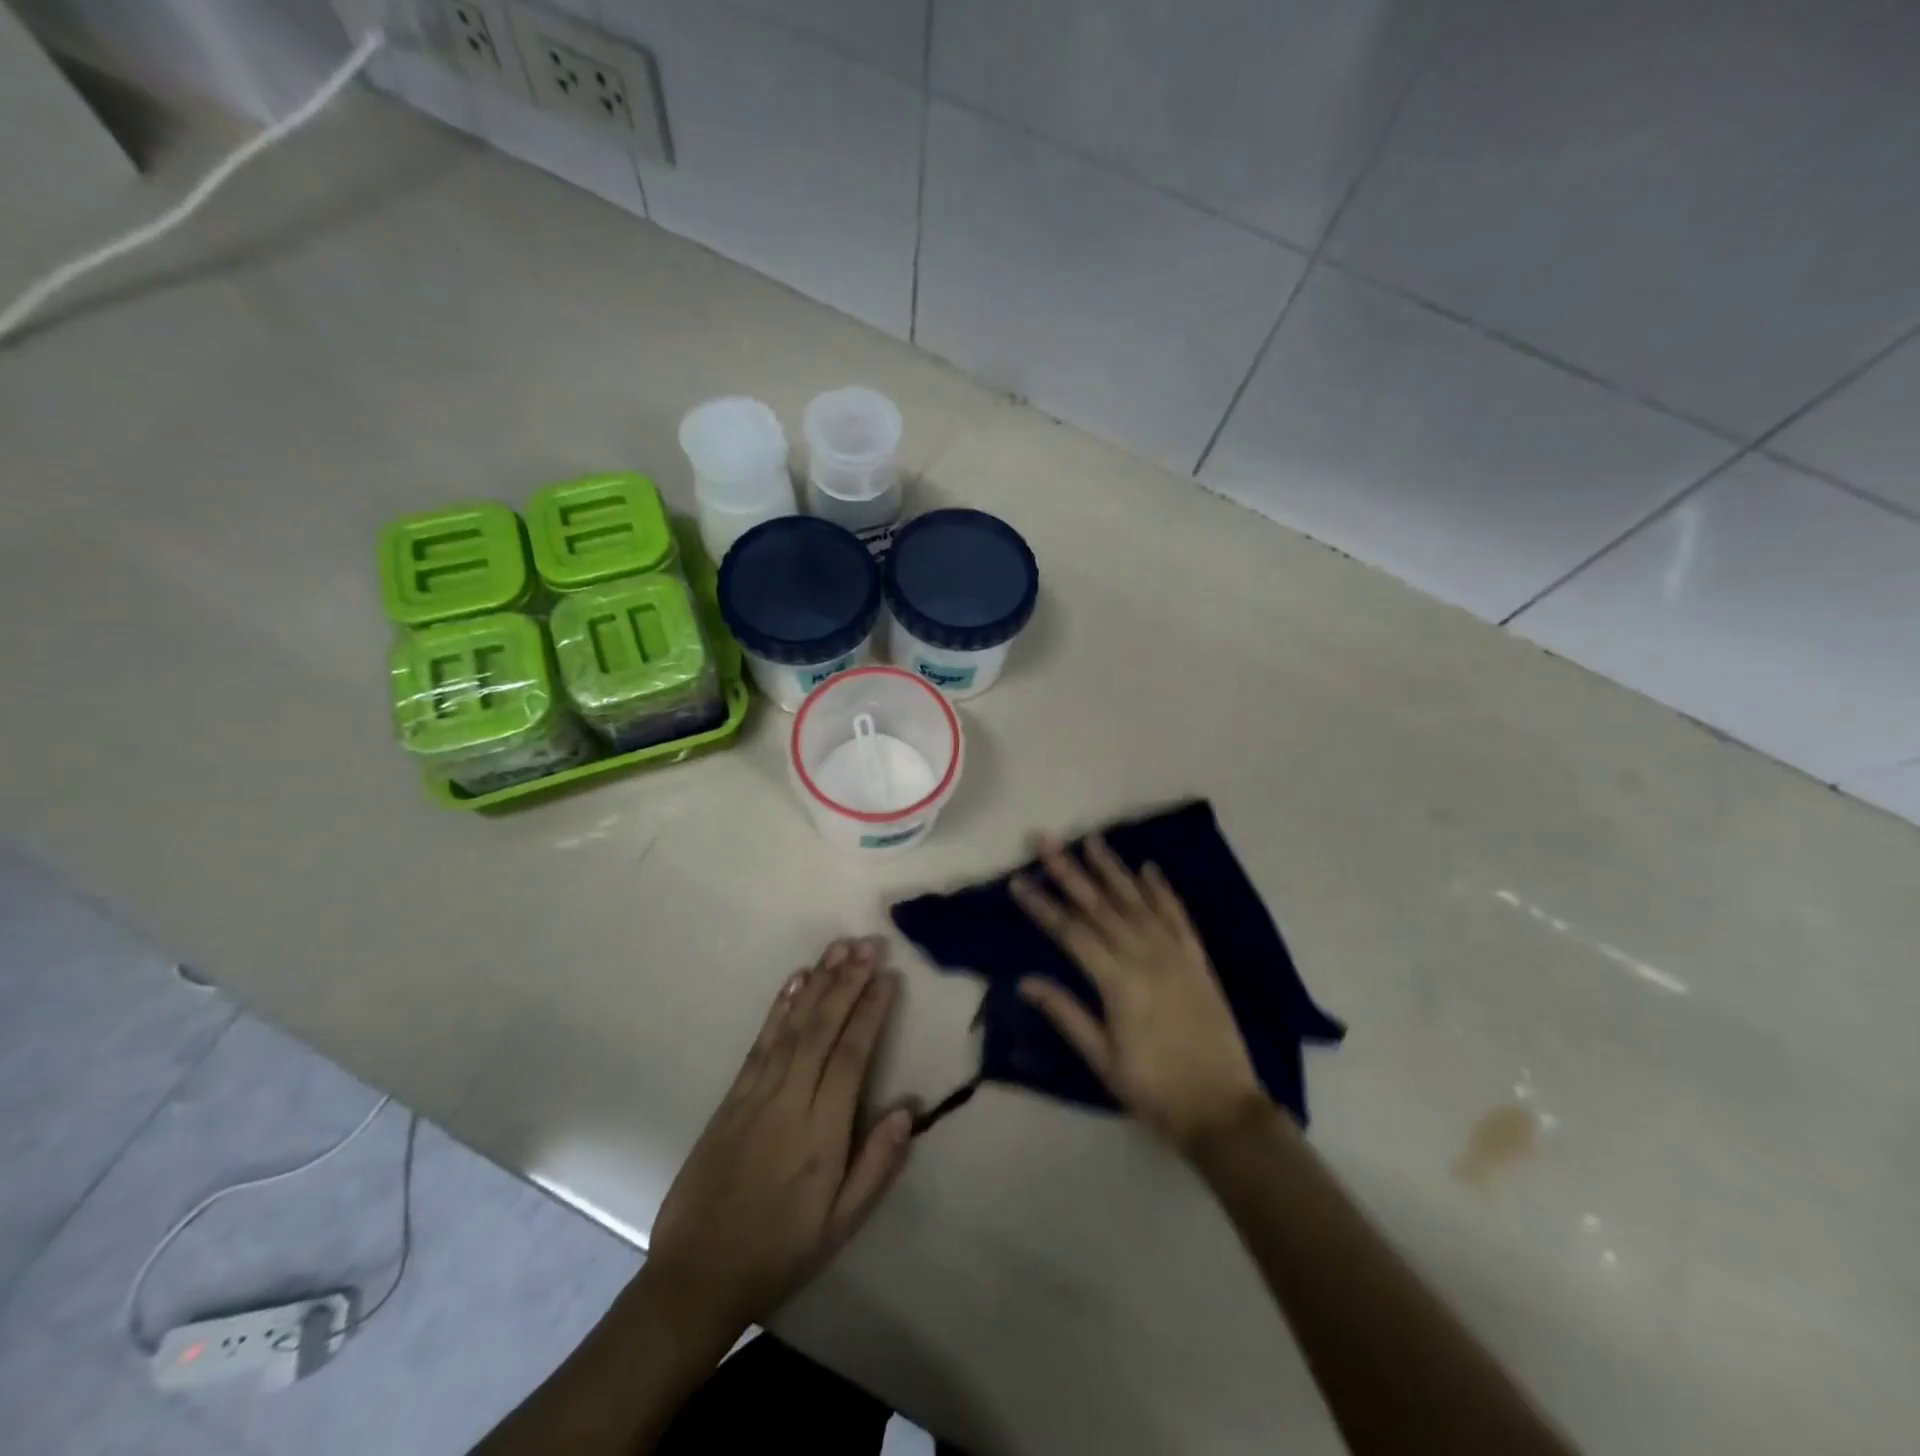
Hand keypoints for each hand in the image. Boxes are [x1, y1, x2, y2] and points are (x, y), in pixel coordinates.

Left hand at [643, 938, 913, 1345]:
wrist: (697, 1276)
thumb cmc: (780, 1251)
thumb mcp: (840, 1225)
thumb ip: (876, 1166)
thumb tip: (907, 1110)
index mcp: (821, 1134)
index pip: (850, 1057)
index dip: (870, 1013)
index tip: (887, 976)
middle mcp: (789, 1102)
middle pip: (822, 1030)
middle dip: (847, 982)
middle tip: (868, 944)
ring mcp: (755, 1096)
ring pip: (792, 1027)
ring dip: (817, 984)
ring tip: (838, 949)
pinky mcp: (731, 1097)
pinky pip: (760, 1043)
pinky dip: (778, 1008)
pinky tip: (794, 983)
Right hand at [1011, 836, 1266, 1154]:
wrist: (1222, 1109)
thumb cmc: (1154, 1089)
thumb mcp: (1102, 1059)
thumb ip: (1066, 1013)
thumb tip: (1025, 980)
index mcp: (1118, 982)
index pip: (1070, 932)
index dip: (1042, 905)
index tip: (1018, 881)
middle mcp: (1145, 956)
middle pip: (1100, 905)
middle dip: (1070, 870)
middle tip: (1046, 840)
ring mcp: (1175, 954)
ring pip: (1138, 901)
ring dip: (1113, 869)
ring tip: (1092, 839)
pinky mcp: (1198, 959)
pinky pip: (1178, 915)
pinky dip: (1162, 890)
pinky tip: (1148, 868)